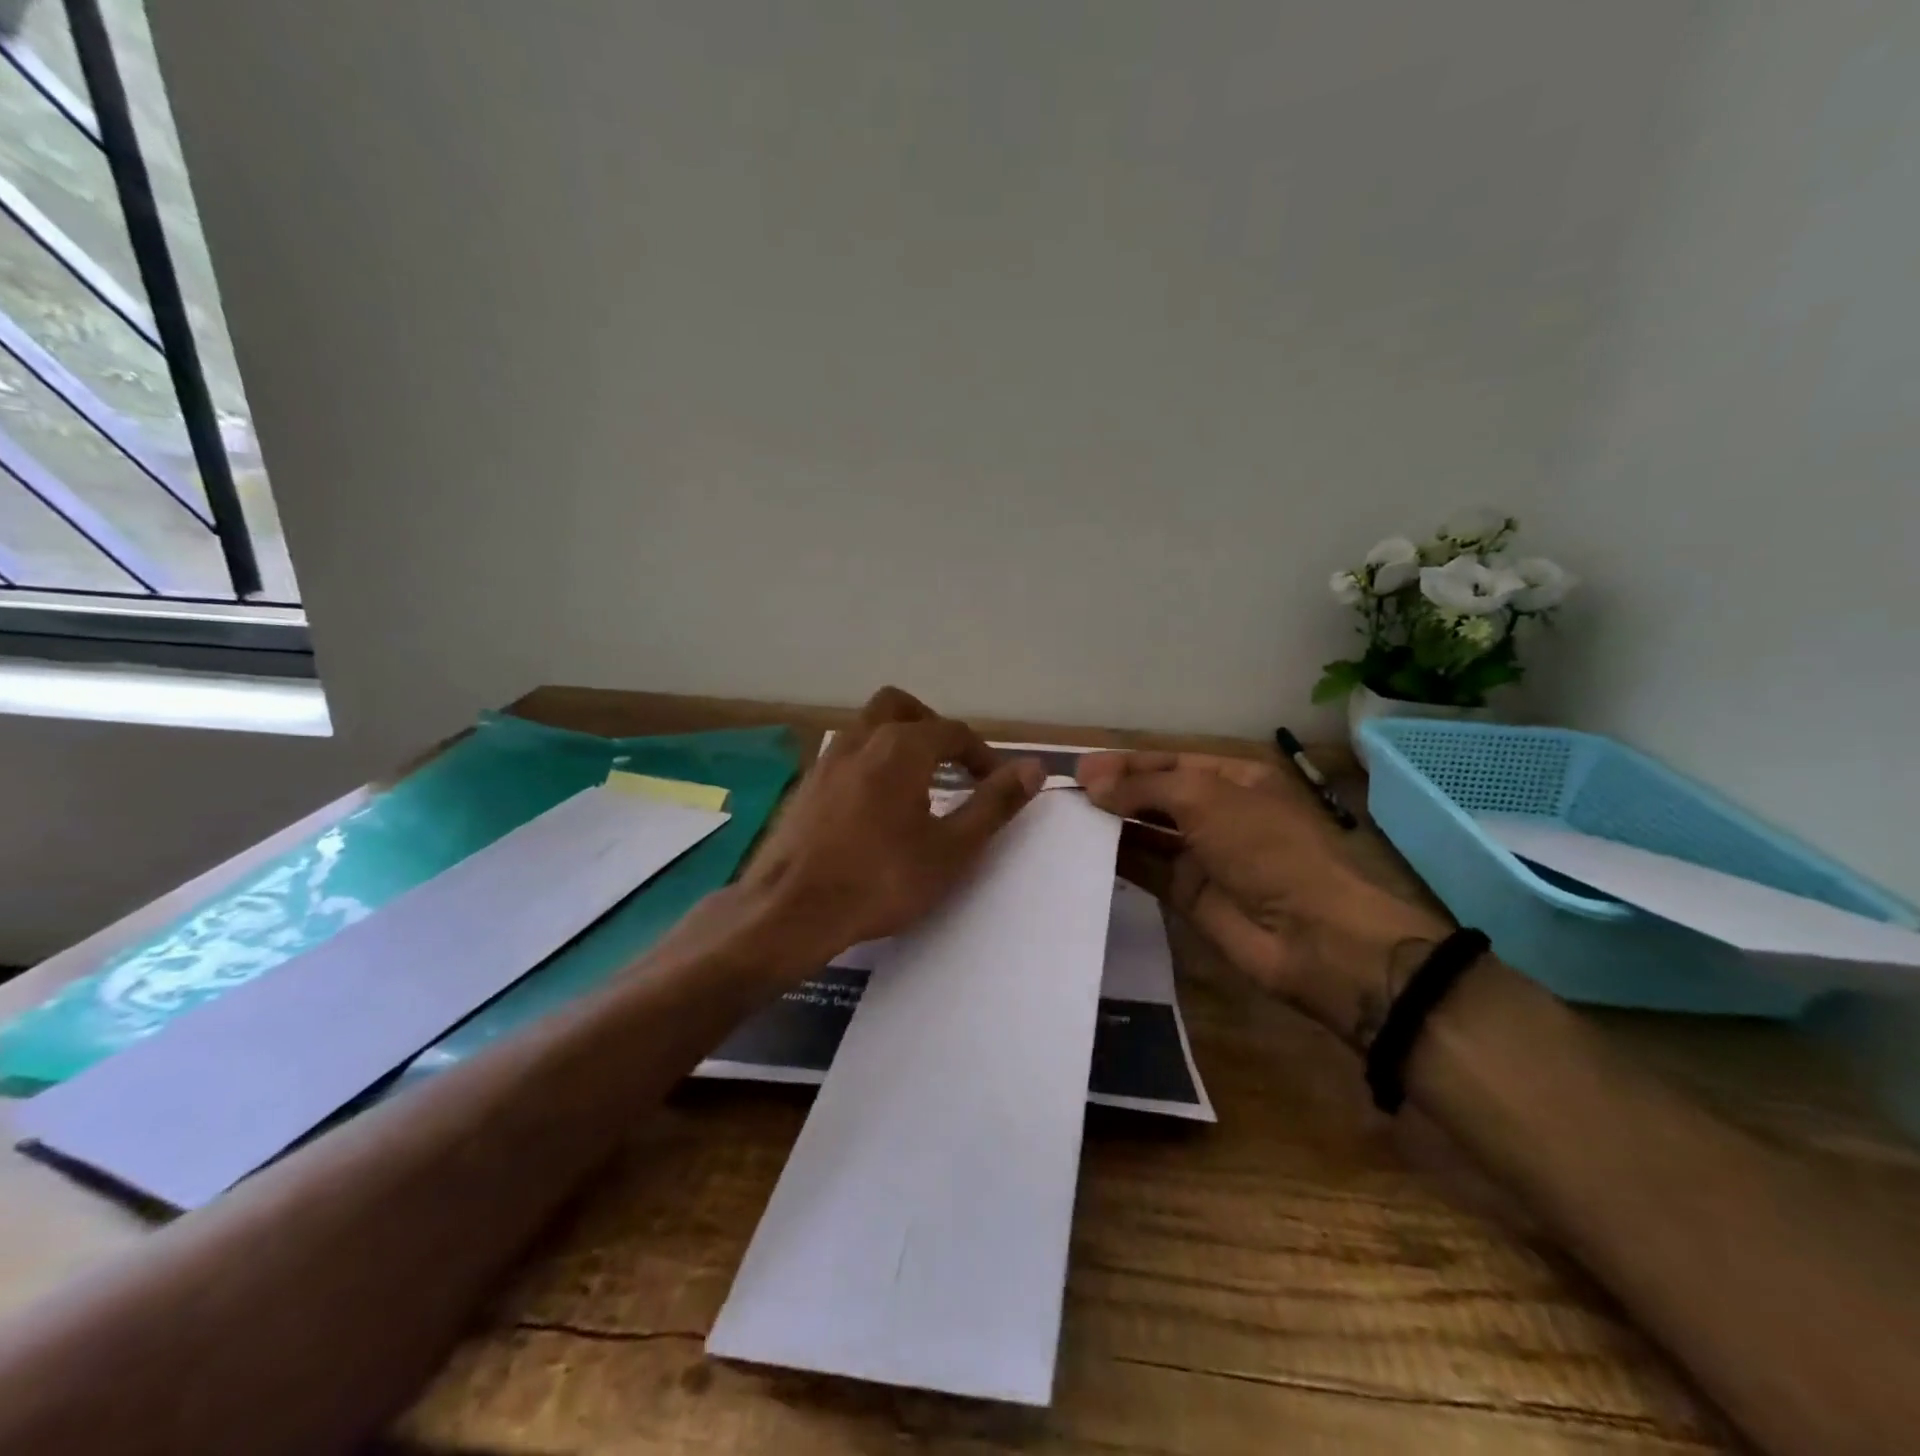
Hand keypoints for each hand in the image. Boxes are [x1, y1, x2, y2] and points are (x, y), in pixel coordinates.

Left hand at [735, 687, 1043, 978]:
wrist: (791, 910)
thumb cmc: (880, 880)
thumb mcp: (951, 849)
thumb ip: (994, 804)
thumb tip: (1034, 767)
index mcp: (901, 747)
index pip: (952, 732)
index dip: (981, 754)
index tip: (994, 782)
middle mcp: (861, 740)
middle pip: (901, 707)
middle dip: (931, 727)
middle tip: (950, 764)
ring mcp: (826, 760)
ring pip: (867, 728)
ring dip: (898, 743)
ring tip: (917, 786)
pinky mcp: (805, 786)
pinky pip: (846, 756)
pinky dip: (870, 763)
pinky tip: (875, 807)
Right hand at [1077, 750, 1448, 1047]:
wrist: (1310, 935)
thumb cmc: (1265, 848)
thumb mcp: (1205, 799)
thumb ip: (1145, 788)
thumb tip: (1092, 784)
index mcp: (1233, 779)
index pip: (1168, 762)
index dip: (1125, 763)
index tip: (1080, 769)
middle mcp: (1216, 812)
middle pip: (1155, 795)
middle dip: (1114, 792)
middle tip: (1066, 795)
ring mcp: (1202, 855)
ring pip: (1146, 832)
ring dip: (1110, 824)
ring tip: (1065, 819)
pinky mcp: (1187, 894)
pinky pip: (1145, 869)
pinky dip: (1116, 859)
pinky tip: (1082, 851)